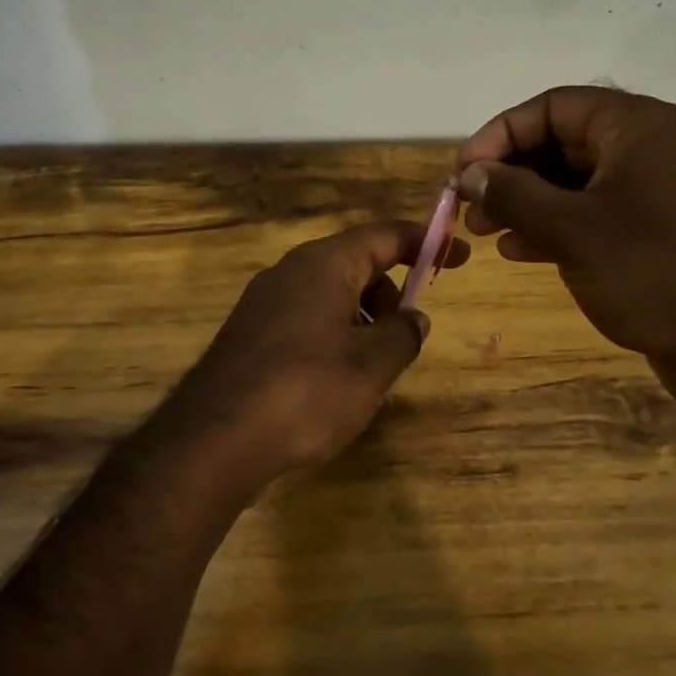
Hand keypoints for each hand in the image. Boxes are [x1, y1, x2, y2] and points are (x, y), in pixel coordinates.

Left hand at [152, 220, 469, 485]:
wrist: (217, 439)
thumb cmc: (307, 391)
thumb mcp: (373, 365)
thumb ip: (403, 334)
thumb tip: (412, 319)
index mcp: (323, 265)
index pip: (384, 236)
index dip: (426, 243)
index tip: (459, 257)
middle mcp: (289, 272)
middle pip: (355, 265)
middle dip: (389, 293)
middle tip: (403, 339)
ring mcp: (262, 303)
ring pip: (328, 296)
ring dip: (361, 321)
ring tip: (369, 372)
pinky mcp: (248, 335)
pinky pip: (304, 321)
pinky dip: (331, 338)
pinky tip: (332, 384)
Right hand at [454, 86, 675, 401]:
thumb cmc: (651, 271)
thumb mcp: (571, 229)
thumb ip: (513, 194)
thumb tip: (469, 174)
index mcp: (637, 127)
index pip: (553, 107)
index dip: (500, 134)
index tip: (464, 172)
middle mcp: (649, 147)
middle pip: (562, 142)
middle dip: (510, 173)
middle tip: (470, 207)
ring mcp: (654, 191)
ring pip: (574, 182)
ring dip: (526, 202)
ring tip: (485, 232)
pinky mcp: (655, 230)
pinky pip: (593, 213)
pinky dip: (554, 226)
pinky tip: (519, 250)